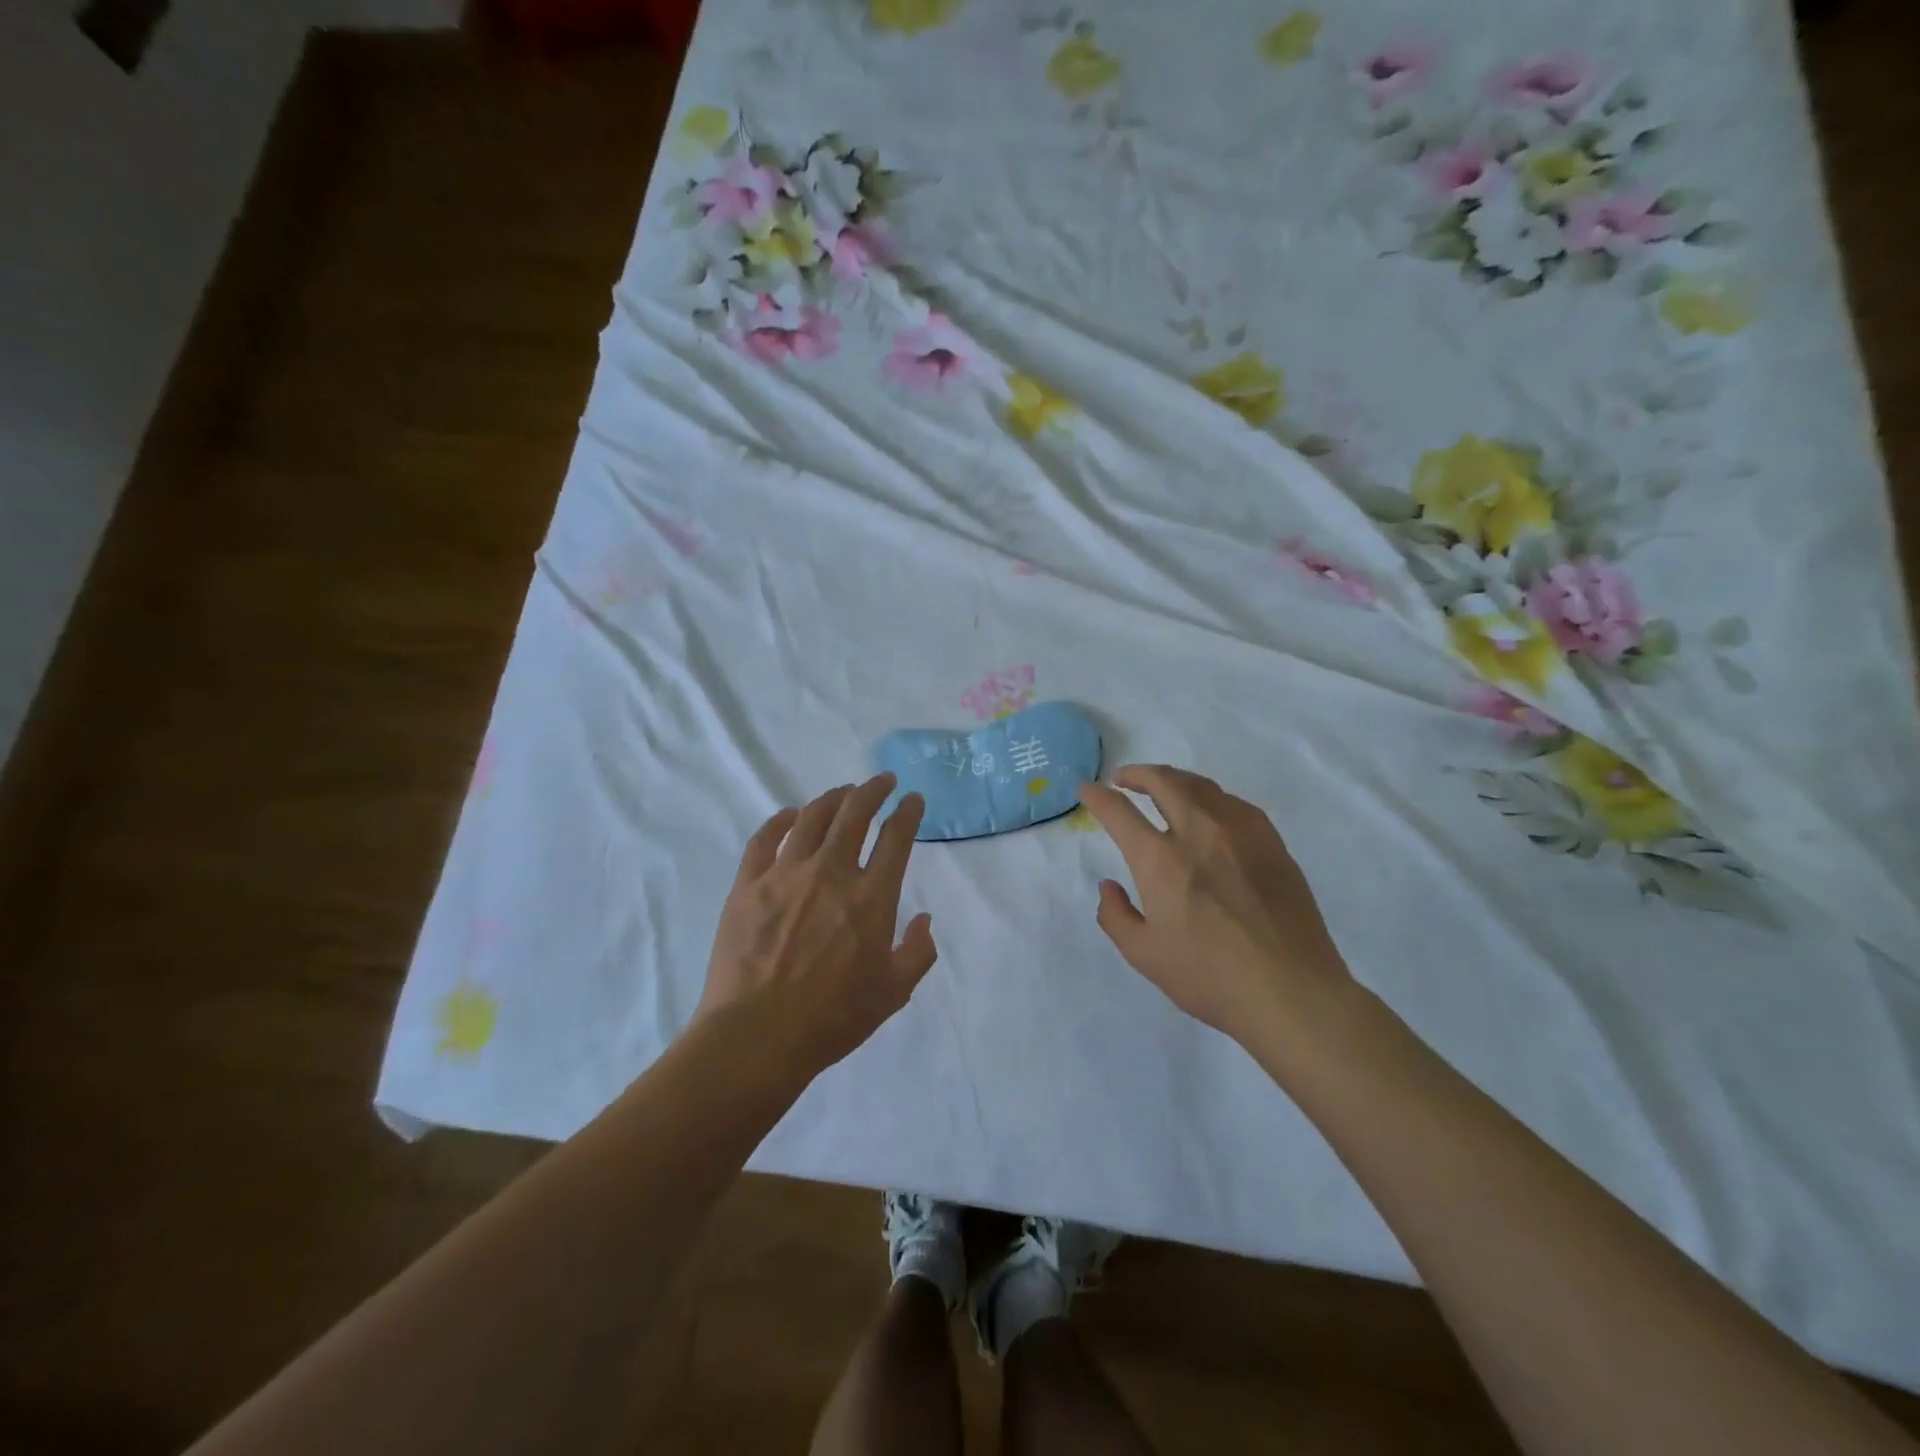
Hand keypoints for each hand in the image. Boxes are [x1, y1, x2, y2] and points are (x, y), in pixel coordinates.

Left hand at [697, 774, 937, 1080]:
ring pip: (812, 818)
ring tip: (842, 793)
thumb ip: (917, 952)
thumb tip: (923, 919)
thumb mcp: (893, 993)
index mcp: (871, 897)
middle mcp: (831, 873)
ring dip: (832, 799)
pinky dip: (780, 820)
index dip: (908, 812)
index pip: (896, 838)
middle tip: (882, 782)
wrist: (757, 1036)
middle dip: (873, 790)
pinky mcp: (748, 884)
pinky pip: (764, 838)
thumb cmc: (832, 1019)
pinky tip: (789, 815)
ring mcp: (785, 874)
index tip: (912, 799)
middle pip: (855, 813)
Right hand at [1077, 765, 1352, 1045]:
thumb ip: (1116, 916)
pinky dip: (1210, 797)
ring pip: (1201, 786)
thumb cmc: (1210, 976)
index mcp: (1160, 860)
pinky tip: (1210, 811)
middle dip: (1137, 774)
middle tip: (1124, 779)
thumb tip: (1110, 886)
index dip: (1097, 796)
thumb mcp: (1144, 955)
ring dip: (1174, 780)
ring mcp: (1240, 832)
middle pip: (1164, 782)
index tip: (1087, 788)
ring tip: (1163, 788)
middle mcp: (1198, 832)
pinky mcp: (1271, 842)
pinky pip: (1234, 803)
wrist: (1291, 990)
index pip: (1119, 812)